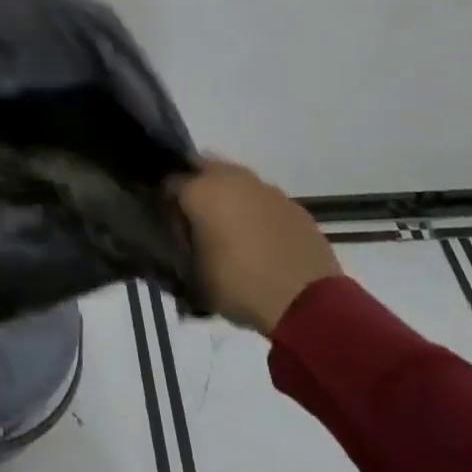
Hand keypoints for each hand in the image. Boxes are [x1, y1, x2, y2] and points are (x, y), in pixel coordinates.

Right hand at [175, 157, 341, 335]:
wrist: (306, 302)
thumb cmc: (239, 285)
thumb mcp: (193, 276)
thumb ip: (179, 250)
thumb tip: (177, 241)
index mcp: (200, 190)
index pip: (168, 182)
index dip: (165, 202)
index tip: (167, 223)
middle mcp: (230, 178)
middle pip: (202, 169)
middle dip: (195, 188)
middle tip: (194, 220)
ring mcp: (265, 188)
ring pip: (235, 180)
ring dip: (227, 197)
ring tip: (228, 230)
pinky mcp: (291, 204)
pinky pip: (262, 199)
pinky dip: (255, 211)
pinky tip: (259, 239)